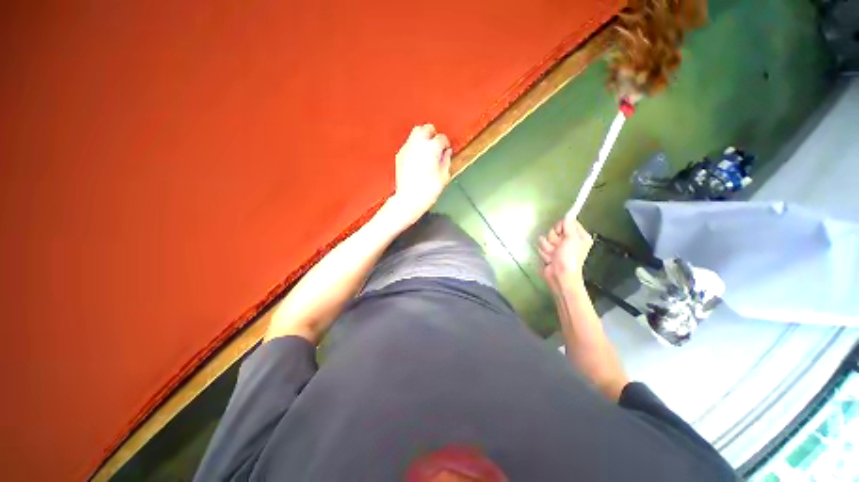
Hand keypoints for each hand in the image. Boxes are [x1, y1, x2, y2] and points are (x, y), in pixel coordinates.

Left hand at [389, 124, 451, 225]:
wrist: (409, 198)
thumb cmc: (429, 190)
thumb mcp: (444, 176)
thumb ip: (447, 160)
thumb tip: (447, 152)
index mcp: (432, 148)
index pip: (441, 138)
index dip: (445, 143)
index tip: (446, 150)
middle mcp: (418, 143)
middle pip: (426, 128)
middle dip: (433, 134)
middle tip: (436, 145)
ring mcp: (407, 148)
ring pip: (415, 133)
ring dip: (423, 137)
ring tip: (426, 149)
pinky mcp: (400, 154)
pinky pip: (408, 144)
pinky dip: (414, 146)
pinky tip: (417, 157)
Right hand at [537, 217, 593, 293]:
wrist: (560, 276)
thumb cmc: (570, 258)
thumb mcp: (572, 239)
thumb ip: (568, 225)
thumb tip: (569, 214)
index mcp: (579, 236)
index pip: (568, 222)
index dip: (562, 226)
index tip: (561, 231)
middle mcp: (569, 240)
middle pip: (555, 229)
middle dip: (553, 237)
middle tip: (558, 246)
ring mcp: (558, 246)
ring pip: (546, 237)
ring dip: (548, 246)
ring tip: (553, 254)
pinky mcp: (549, 251)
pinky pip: (541, 245)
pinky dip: (544, 252)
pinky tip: (549, 258)